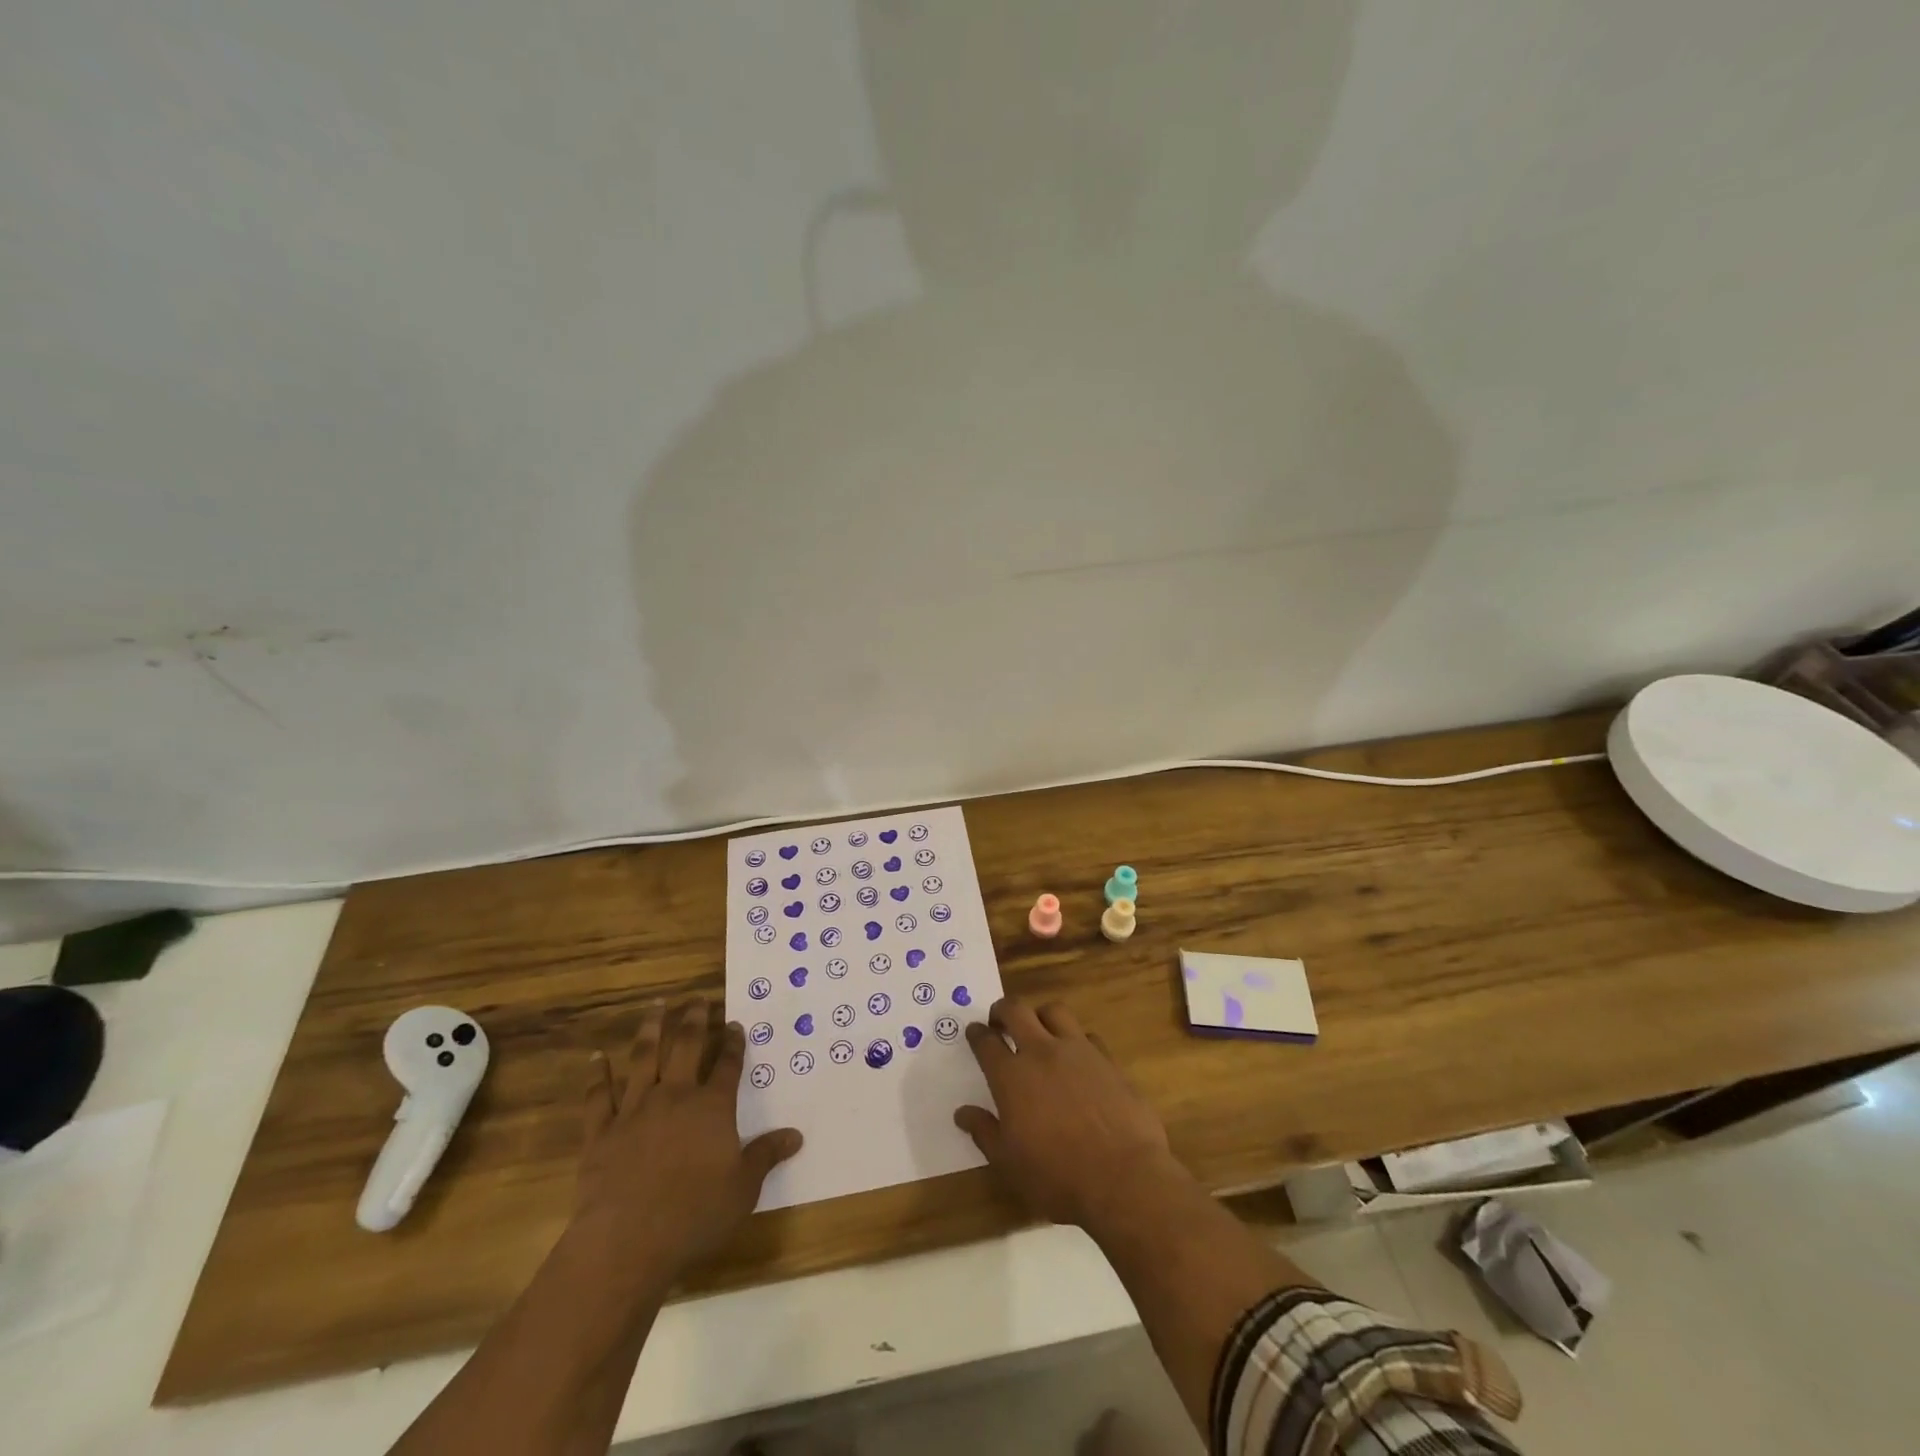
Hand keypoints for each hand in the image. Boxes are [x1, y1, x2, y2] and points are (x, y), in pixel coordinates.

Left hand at [572, 999, 801, 1290]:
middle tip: (697, 998)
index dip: (733, 1042)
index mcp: (712, 1107)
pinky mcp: (601, 1131)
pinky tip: (596, 1056)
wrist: (627, 1240)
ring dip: (650, 1030)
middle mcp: (675, 1096)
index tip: (735, 1022)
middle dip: (694, 1020)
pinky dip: (597, 1074)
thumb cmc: (695, 1213)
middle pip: (686, 1046)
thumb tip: (796, 1136)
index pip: (727, 1064)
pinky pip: (598, 1096)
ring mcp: (635, 1110)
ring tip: (655, 1006)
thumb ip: (767, 1155)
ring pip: (643, 1059)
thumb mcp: (743, 1188)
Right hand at [953, 997, 1179, 1227]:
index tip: (974, 1032)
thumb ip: (984, 1132)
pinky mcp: (1108, 1059)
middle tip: (1000, 1021)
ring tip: (1039, 1031)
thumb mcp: (1009, 1163)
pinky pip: (1087, 1035)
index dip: (977, 1034)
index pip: (986, 1042)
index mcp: (1012, 1076)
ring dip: (1041, 1016)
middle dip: (1003, 1010)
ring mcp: (1078, 1051)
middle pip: (1017, 1010)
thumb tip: (963, 1113)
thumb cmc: (1058, 1177)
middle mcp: (1042, 1052)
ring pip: (1054, 1011)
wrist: (1123, 1178)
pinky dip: (1077, 1040)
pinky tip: (1078, 1058)